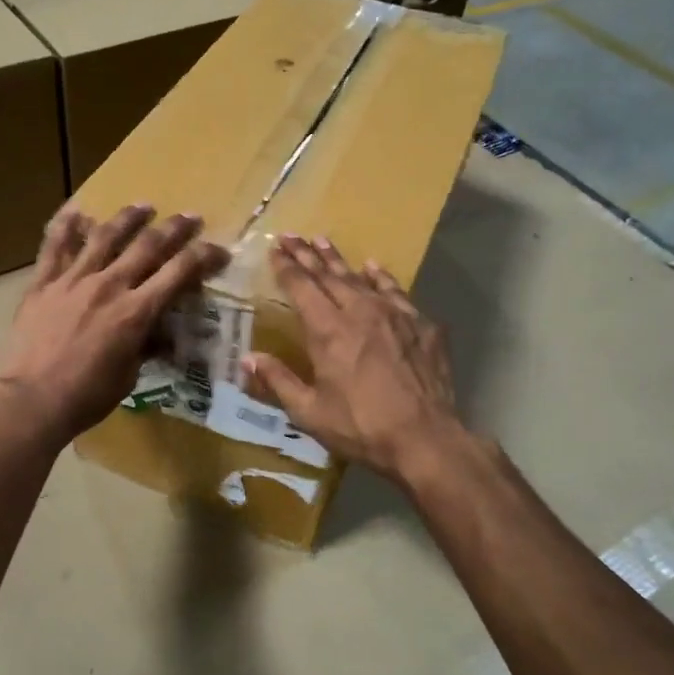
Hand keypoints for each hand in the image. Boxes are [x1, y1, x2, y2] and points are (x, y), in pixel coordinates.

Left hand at [0, 204, 229, 442]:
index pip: (179, 273)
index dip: (204, 257)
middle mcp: (109, 286)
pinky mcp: (42, 283)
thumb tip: (160, 336)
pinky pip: (54, 246)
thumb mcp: (128, 376)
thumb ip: (145, 347)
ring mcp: (72, 280)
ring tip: (143, 205)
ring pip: (105, 236)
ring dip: (128, 218)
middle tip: (190, 217)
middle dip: (174, 228)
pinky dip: (66, 225)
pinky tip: (77, 210)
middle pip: (148, 246)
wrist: (31, 400)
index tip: (219, 250)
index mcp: (136, 312)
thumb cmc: (86, 397)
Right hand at [244, 235, 467, 482]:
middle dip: (307, 255)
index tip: (276, 249)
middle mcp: (359, 312)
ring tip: (323, 241)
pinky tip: (374, 267)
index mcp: (328, 331)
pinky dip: (381, 277)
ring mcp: (394, 315)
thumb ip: (278, 381)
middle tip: (292, 236)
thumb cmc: (361, 427)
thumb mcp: (309, 412)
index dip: (286, 268)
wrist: (425, 438)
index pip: (301, 287)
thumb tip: (247, 358)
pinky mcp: (421, 325)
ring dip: (339, 260)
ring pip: (360, 278)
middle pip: (328, 276)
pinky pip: (396, 291)